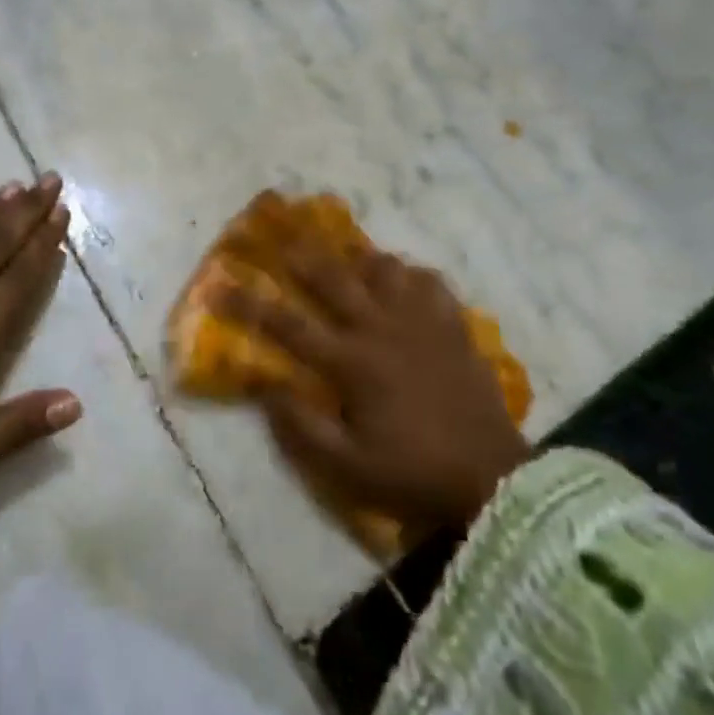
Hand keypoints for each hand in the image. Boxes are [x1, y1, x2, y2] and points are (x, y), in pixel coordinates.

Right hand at [213, 247, 530, 529]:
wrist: (493, 479)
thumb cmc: (413, 475)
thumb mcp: (348, 468)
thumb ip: (301, 427)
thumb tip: (265, 386)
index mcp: (352, 362)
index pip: (288, 326)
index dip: (249, 304)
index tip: (220, 284)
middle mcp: (382, 329)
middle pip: (334, 279)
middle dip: (302, 256)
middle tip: (280, 235)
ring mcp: (422, 322)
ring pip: (385, 269)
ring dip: (361, 261)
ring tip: (349, 259)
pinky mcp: (453, 326)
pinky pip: (430, 283)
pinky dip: (412, 277)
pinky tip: (405, 283)